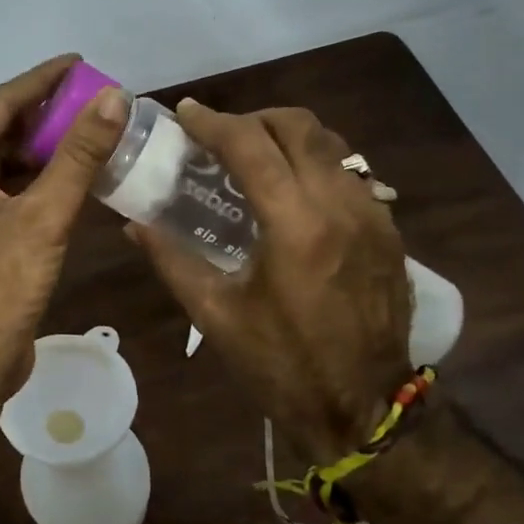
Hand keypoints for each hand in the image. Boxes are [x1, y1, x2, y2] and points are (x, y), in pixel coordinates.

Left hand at [0, 54, 128, 400]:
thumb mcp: (43, 216)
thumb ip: (78, 155)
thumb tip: (113, 97)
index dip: (39, 81)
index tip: (78, 62)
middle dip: (43, 111)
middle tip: (91, 95)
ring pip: (5, 159)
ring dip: (44, 145)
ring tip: (90, 127)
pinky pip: (10, 188)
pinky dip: (41, 177)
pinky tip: (75, 174)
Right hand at [128, 100, 412, 457]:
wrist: (366, 408)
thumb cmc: (282, 365)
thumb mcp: (216, 315)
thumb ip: (172, 260)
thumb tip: (135, 224)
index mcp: (296, 226)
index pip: (251, 145)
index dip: (212, 122)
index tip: (185, 114)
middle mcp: (340, 205)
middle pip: (298, 126)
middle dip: (252, 118)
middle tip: (219, 137)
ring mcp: (373, 214)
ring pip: (329, 142)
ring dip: (286, 136)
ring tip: (253, 157)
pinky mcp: (388, 229)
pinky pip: (349, 170)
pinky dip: (313, 162)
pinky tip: (291, 191)